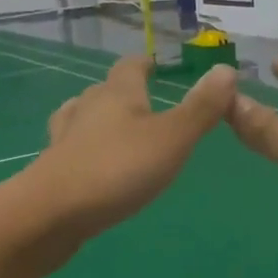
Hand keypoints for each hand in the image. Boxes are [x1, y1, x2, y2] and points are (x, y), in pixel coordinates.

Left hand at [14, 56, 235, 243]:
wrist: (51, 213)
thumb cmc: (117, 170)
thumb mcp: (172, 139)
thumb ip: (200, 108)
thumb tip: (226, 69)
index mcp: (117, 94)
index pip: (130, 66)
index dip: (144, 64)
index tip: (154, 65)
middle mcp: (87, 109)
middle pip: (104, 90)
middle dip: (122, 92)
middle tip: (143, 102)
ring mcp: (65, 139)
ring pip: (81, 117)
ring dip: (98, 118)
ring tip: (114, 128)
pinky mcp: (52, 169)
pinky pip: (70, 149)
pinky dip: (83, 150)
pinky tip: (90, 164)